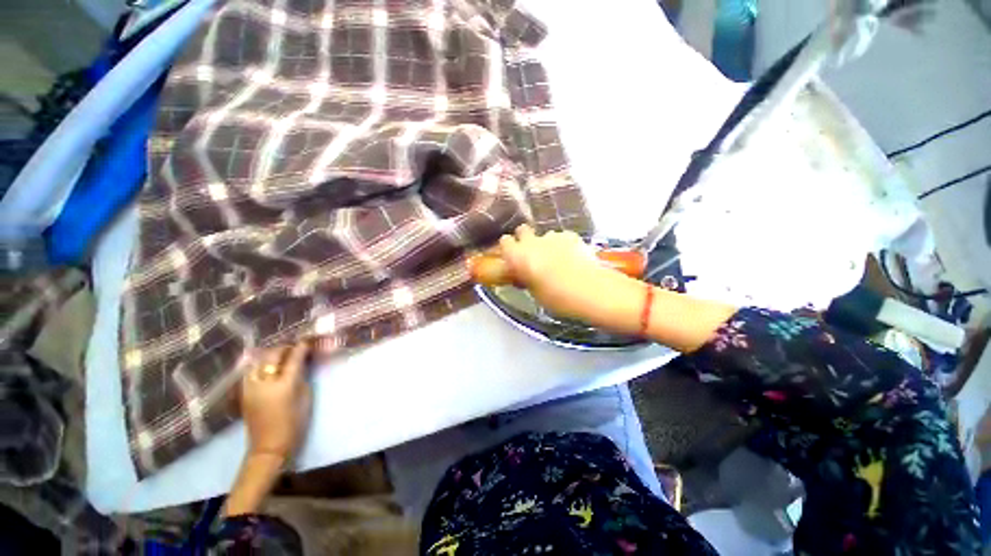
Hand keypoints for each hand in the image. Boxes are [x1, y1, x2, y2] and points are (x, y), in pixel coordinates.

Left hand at [240, 342, 312, 461]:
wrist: (269, 446)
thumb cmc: (295, 423)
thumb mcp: (306, 397)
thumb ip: (302, 377)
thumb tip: (301, 364)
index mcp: (284, 384)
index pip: (293, 358)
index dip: (301, 347)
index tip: (307, 341)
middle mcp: (264, 382)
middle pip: (272, 356)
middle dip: (284, 348)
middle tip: (295, 347)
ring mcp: (251, 387)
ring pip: (258, 361)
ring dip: (270, 355)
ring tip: (280, 355)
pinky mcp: (244, 393)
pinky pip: (251, 372)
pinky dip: (260, 365)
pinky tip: (267, 367)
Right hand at [497, 224, 615, 319]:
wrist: (589, 290)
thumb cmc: (556, 297)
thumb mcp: (534, 292)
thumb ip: (526, 278)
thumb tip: (524, 274)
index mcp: (518, 256)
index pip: (505, 241)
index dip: (509, 248)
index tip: (513, 257)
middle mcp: (532, 242)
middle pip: (522, 229)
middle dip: (525, 238)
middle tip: (532, 253)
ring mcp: (553, 236)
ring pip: (544, 235)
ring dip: (547, 244)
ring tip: (558, 259)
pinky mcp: (571, 235)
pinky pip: (562, 238)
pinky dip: (564, 245)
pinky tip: (573, 258)